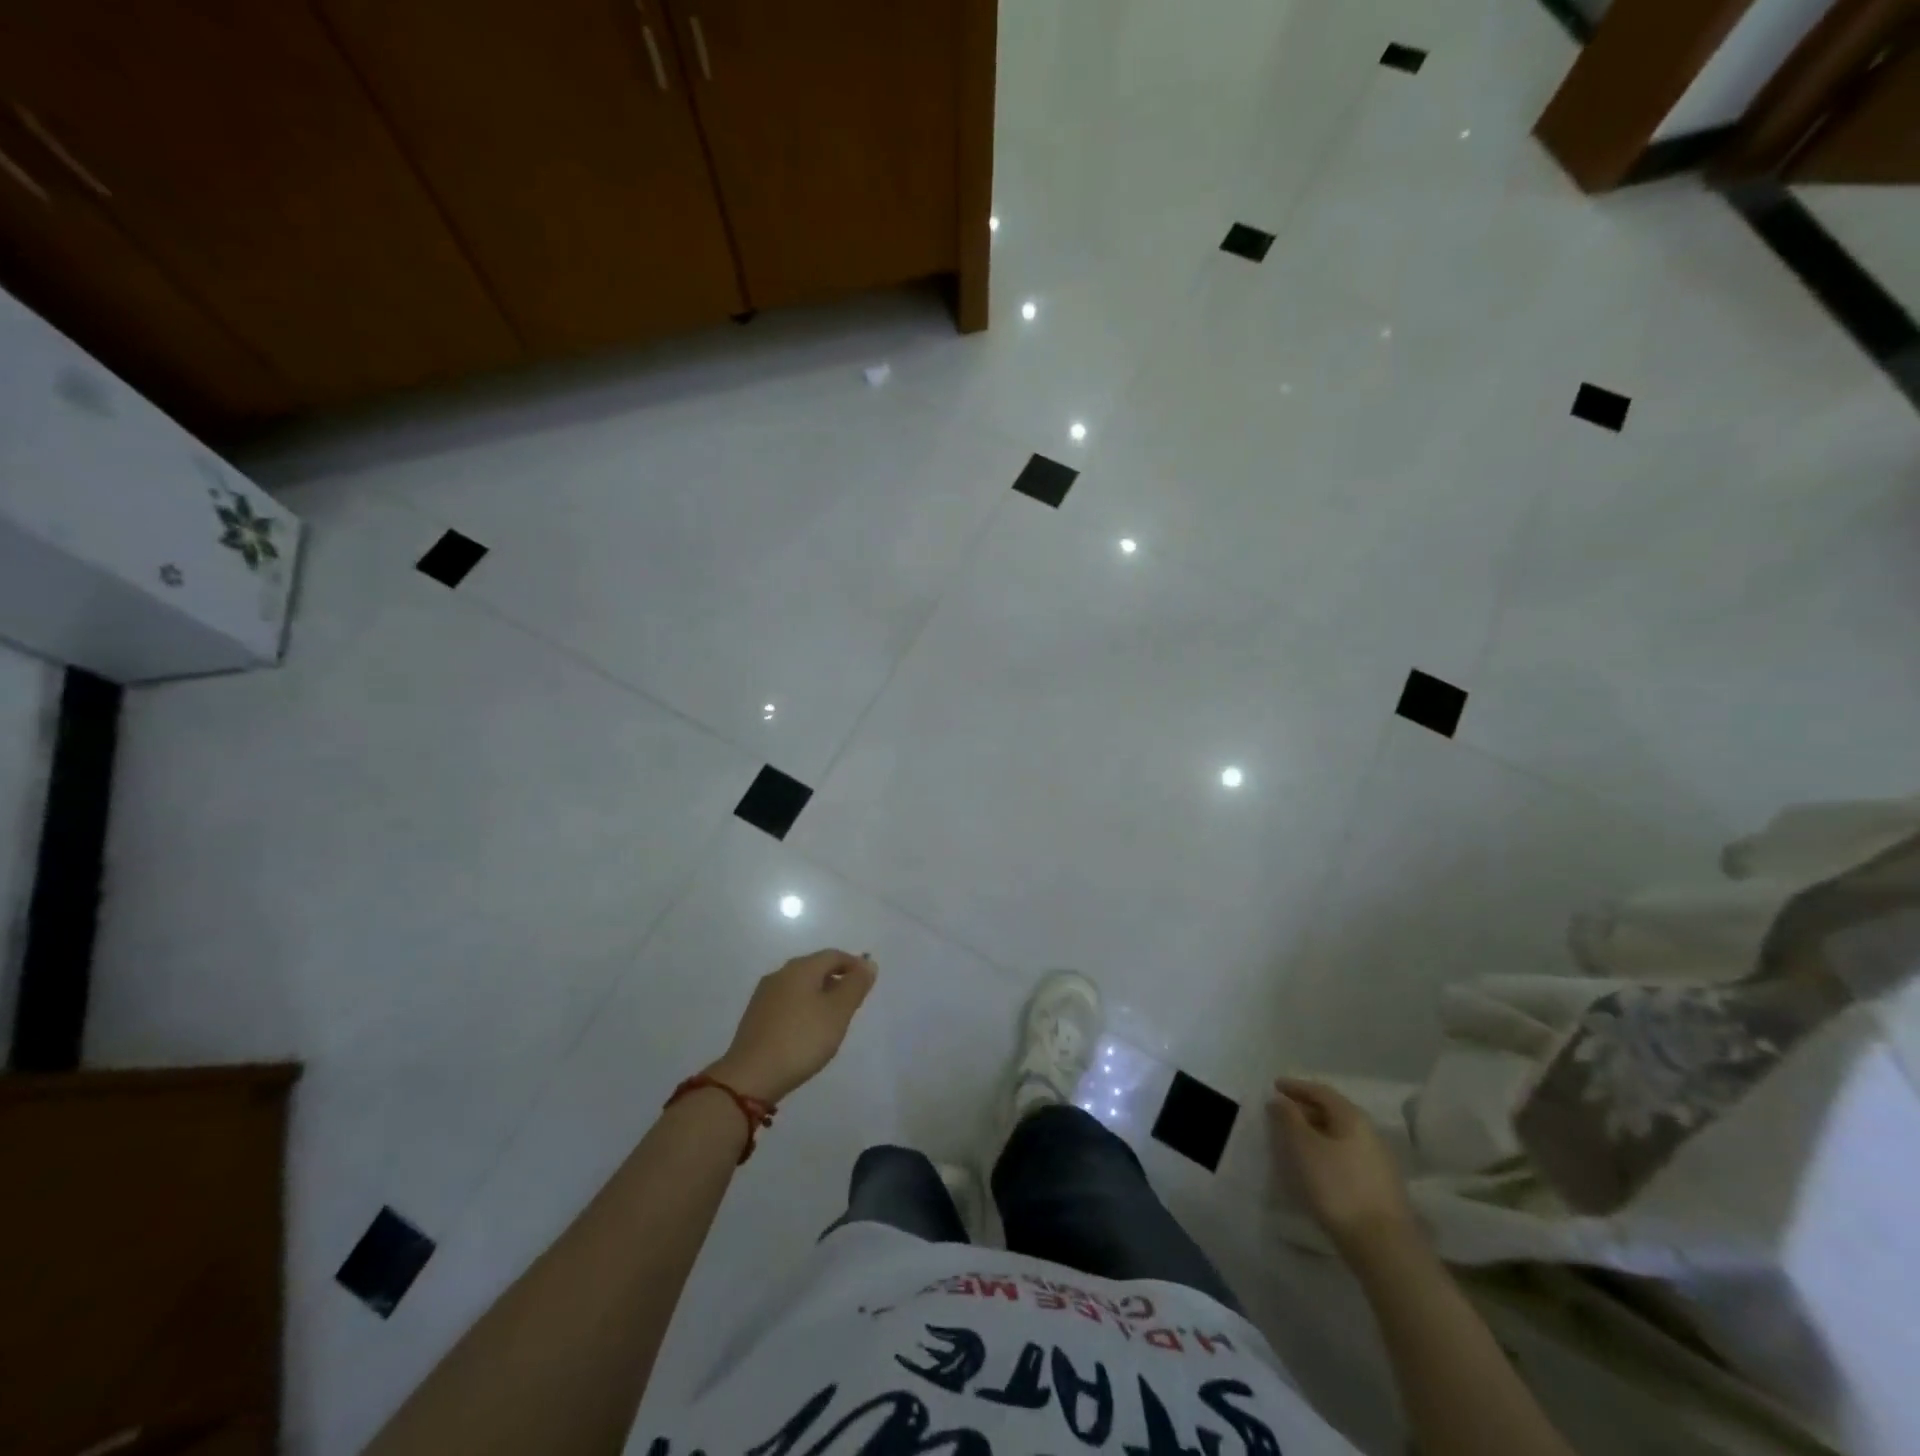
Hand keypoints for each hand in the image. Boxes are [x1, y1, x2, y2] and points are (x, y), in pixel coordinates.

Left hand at [706, 949, 876, 1102]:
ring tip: (832, 1018)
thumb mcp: (838, 1012)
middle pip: (815, 968)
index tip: (867, 983)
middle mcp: (780, 974)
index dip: (853, 965)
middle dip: (836, 979)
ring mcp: (764, 995)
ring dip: (819, 994)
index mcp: (801, 968)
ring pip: (800, 985)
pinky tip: (807, 1030)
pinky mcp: (755, 1016)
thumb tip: (868, 963)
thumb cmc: (801, 1039)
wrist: (751, 1076)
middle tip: (853, 1002)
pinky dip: (803, 1008)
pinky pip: (787, 1002)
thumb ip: (855, 985)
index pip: (833, 955)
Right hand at [1269, 1079, 1419, 1257]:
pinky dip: (1325, 1153)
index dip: (1296, 1086)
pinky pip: (1345, 1157)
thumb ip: (1288, 1118)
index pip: (1321, 1091)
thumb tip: (1280, 1100)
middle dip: (1304, 1110)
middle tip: (1279, 1114)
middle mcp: (1369, 1134)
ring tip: (1292, 1142)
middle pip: (1332, 1112)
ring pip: (1339, 1137)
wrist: (1383, 1246)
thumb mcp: (1303, 1147)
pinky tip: (1313, 1168)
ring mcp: (1378, 1162)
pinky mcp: (1378, 1188)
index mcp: (1352, 1118)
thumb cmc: (1338, 1186)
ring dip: (1314, 1133)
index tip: (1274, 1086)